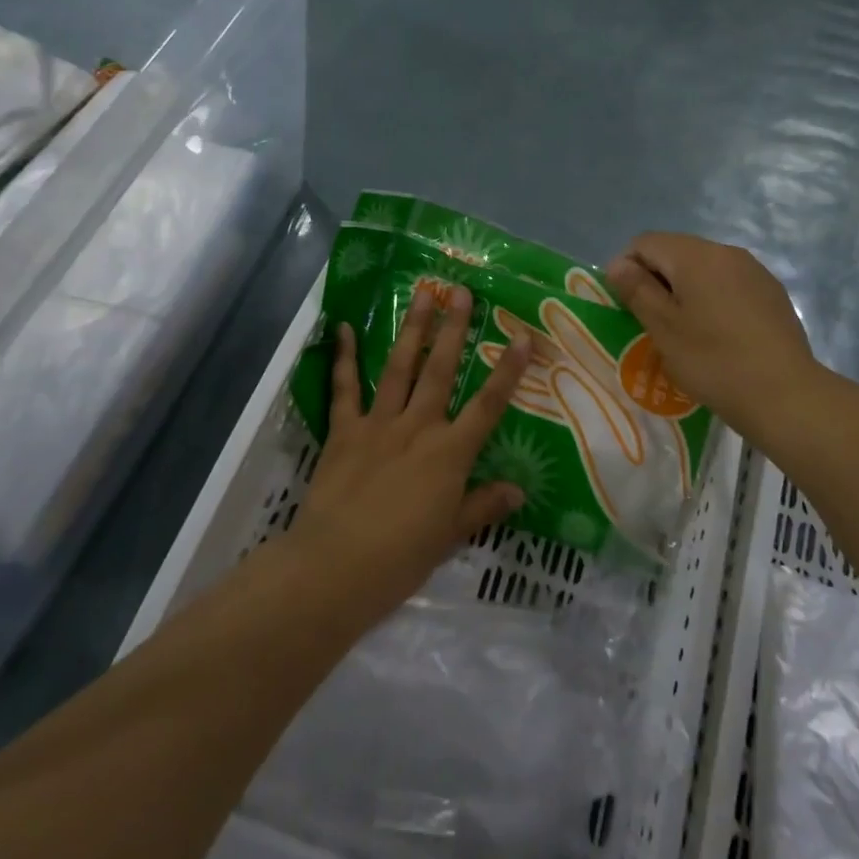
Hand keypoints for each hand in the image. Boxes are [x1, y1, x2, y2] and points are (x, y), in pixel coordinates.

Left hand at [296, 284, 532, 615]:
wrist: (336, 566)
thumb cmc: (401, 557)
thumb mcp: (451, 535)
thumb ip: (484, 506)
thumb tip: (519, 490)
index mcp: (449, 453)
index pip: (488, 405)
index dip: (508, 370)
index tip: (523, 336)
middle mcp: (417, 427)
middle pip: (441, 371)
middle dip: (454, 330)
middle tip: (461, 292)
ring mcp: (378, 424)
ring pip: (400, 368)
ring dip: (413, 329)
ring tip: (422, 293)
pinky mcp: (344, 430)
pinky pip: (344, 388)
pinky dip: (343, 357)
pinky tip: (342, 327)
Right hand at [605, 233, 816, 438]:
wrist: (784, 394)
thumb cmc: (713, 360)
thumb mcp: (663, 328)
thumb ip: (637, 289)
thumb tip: (618, 263)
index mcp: (695, 256)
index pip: (646, 242)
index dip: (626, 267)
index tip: (624, 304)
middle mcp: (726, 252)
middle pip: (676, 251)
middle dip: (656, 278)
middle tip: (650, 321)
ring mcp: (754, 271)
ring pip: (704, 268)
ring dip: (685, 289)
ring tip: (684, 330)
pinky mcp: (772, 292)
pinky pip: (729, 284)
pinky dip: (713, 299)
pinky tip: (717, 334)